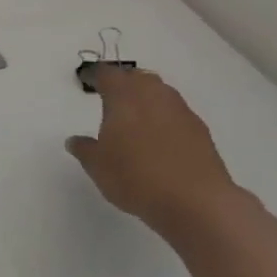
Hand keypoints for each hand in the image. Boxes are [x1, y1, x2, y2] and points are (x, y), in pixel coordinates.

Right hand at [67, 65, 242, 233]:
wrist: (195, 201)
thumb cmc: (135, 177)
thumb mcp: (97, 166)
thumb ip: (84, 149)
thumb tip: (75, 140)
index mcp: (124, 98)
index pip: (108, 75)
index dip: (96, 75)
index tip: (89, 80)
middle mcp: (154, 96)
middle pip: (138, 77)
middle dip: (125, 82)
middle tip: (112, 96)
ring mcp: (181, 112)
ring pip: (161, 93)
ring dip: (147, 98)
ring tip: (135, 117)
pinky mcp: (200, 131)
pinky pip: (176, 113)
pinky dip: (164, 118)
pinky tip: (158, 138)